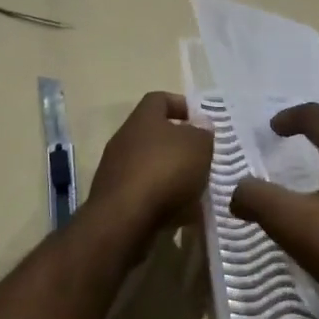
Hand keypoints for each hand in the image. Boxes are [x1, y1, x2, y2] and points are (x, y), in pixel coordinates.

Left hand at [89, 91, 213, 233]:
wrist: (124, 219)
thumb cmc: (165, 171)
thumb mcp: (198, 146)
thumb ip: (202, 132)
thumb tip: (200, 125)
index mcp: (143, 118)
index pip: (159, 99)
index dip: (181, 105)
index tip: (201, 121)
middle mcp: (124, 139)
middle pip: (155, 134)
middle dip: (180, 145)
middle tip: (203, 157)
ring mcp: (116, 169)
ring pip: (151, 164)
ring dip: (173, 174)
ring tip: (197, 189)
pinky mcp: (115, 198)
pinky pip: (144, 191)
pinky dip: (162, 198)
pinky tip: (181, 213)